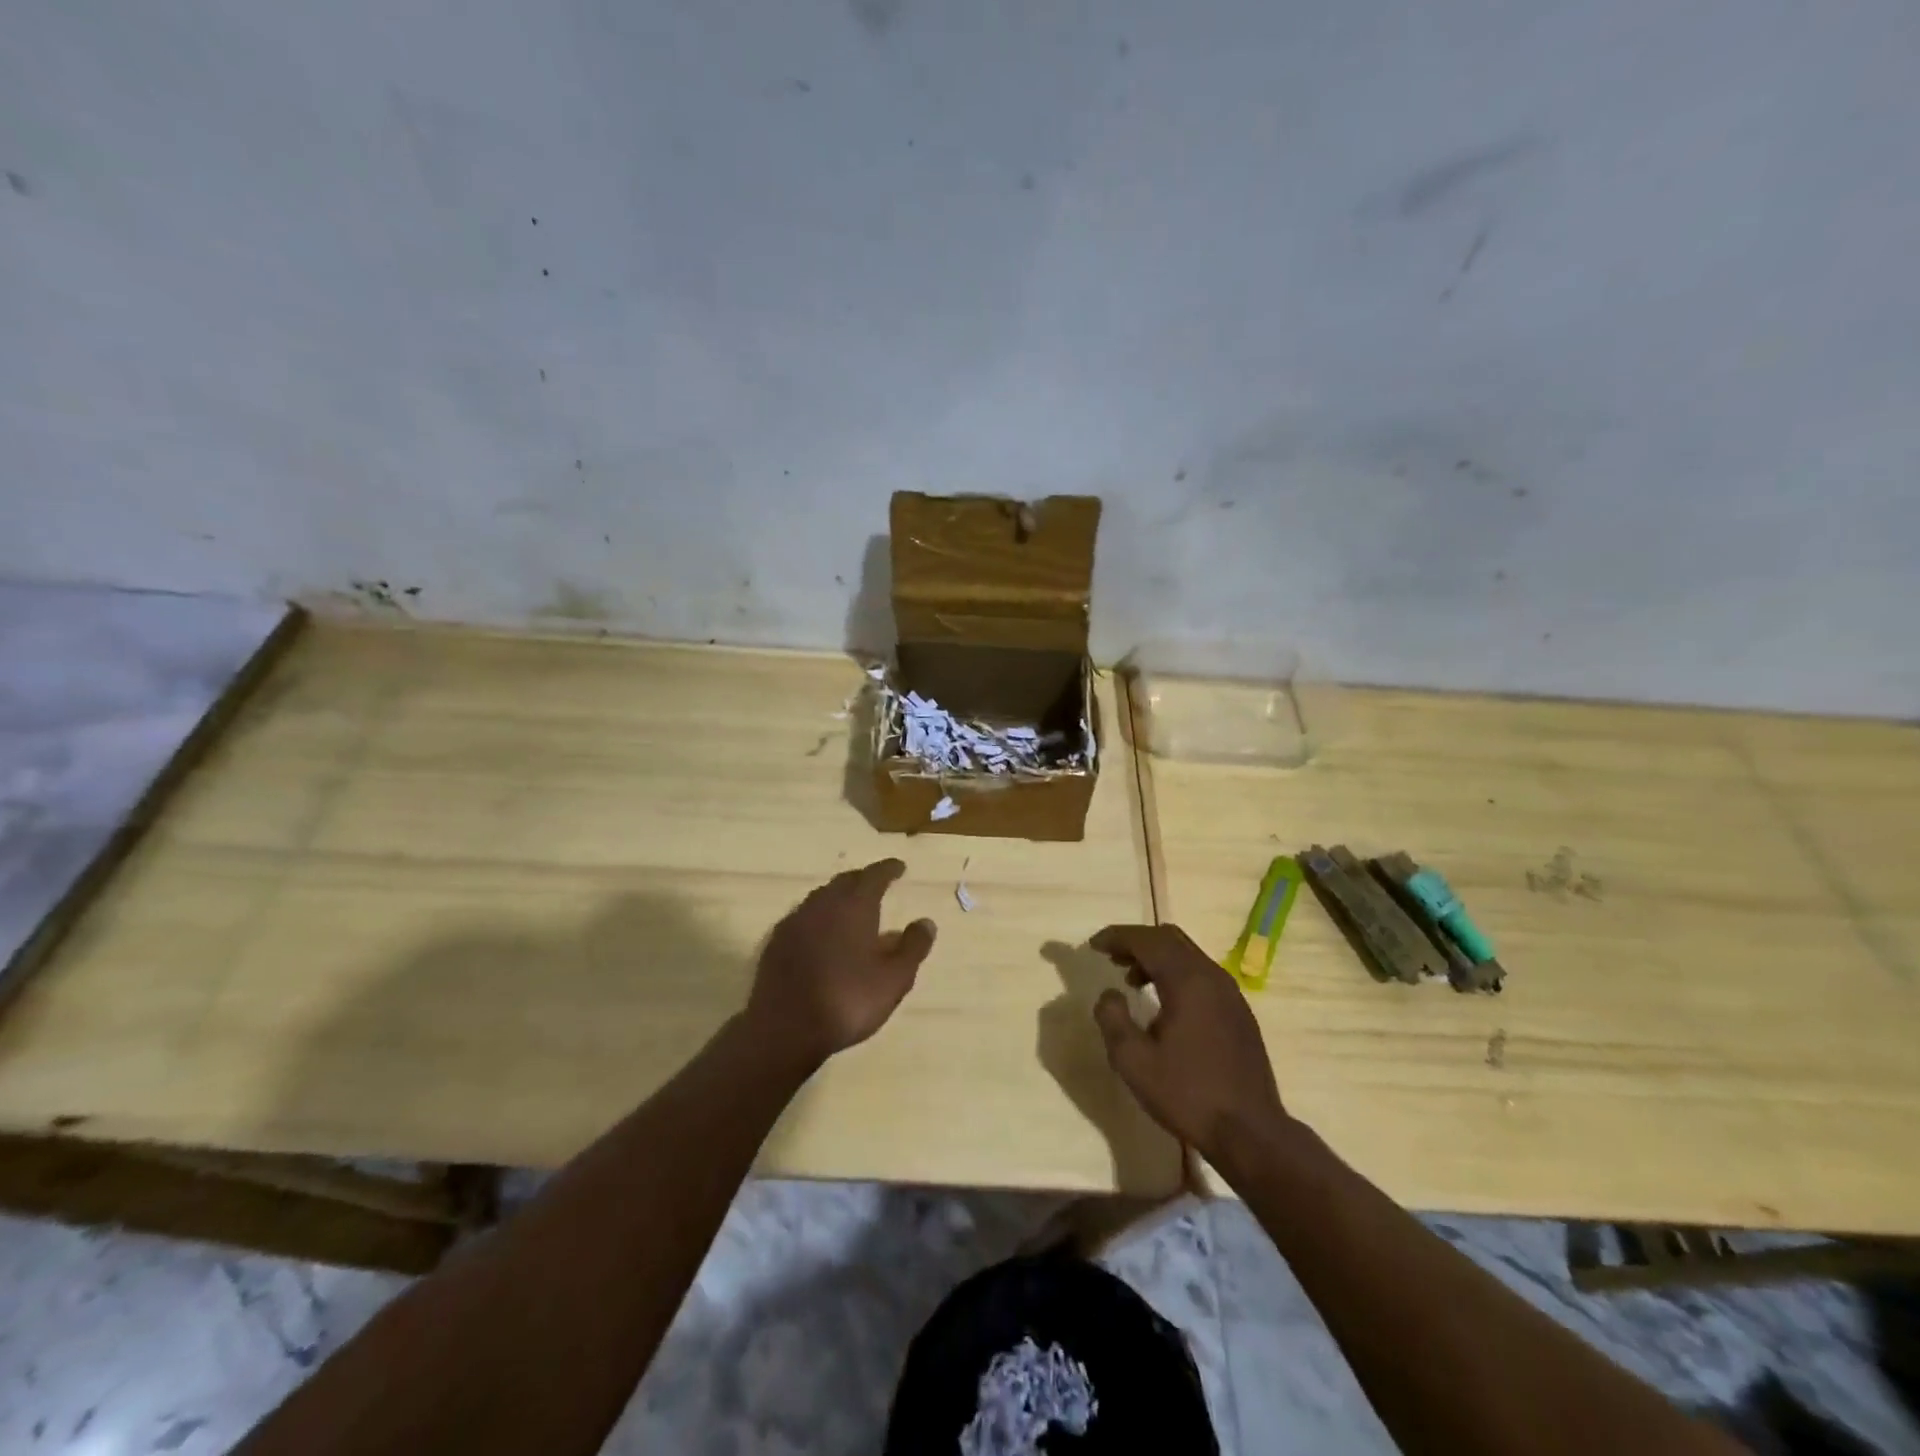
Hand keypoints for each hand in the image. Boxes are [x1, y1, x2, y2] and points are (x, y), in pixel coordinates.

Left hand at [746, 859, 935, 1068]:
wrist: (784, 1028)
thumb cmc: (847, 999)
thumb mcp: (894, 978)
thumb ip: (913, 947)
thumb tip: (926, 922)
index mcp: (854, 905)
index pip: (874, 875)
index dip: (888, 869)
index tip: (899, 867)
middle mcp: (822, 904)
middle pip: (845, 881)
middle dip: (862, 880)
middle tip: (876, 884)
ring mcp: (795, 922)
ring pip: (821, 898)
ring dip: (838, 898)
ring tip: (851, 909)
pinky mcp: (775, 943)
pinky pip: (803, 918)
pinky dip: (818, 918)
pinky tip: (822, 935)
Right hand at [1089, 924, 1288, 1167]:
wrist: (1251, 1133)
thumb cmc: (1188, 1095)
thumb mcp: (1134, 1062)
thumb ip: (1113, 1020)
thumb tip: (1109, 994)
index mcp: (1187, 981)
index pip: (1147, 940)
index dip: (1117, 937)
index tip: (1093, 945)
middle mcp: (1212, 976)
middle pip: (1170, 939)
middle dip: (1137, 941)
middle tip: (1110, 956)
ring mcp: (1230, 994)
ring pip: (1188, 955)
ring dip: (1156, 958)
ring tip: (1130, 980)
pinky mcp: (1238, 1013)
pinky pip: (1201, 975)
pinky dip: (1175, 973)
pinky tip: (1163, 1004)